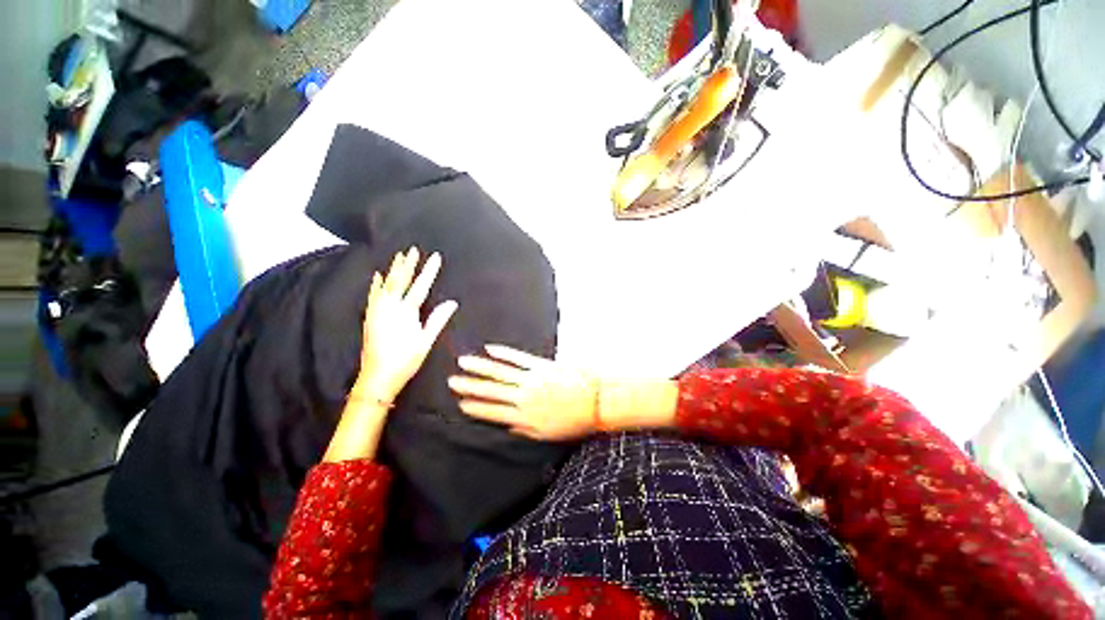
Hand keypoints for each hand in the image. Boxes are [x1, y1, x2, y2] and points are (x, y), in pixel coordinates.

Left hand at [355, 247, 457, 403]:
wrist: (377, 377)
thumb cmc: (405, 360)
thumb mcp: (426, 341)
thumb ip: (437, 319)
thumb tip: (452, 303)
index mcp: (406, 312)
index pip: (420, 286)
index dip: (428, 271)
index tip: (435, 257)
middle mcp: (389, 307)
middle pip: (400, 281)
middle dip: (408, 264)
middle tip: (413, 250)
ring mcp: (377, 311)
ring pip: (385, 285)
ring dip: (393, 269)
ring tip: (398, 256)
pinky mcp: (369, 317)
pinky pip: (373, 295)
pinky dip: (375, 284)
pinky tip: (377, 276)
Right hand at [448, 345, 597, 440]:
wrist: (596, 400)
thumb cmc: (574, 420)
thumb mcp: (548, 434)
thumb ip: (525, 429)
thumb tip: (508, 425)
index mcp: (525, 416)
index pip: (493, 412)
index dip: (475, 407)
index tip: (459, 403)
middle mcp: (524, 396)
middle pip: (491, 390)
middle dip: (470, 385)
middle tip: (452, 380)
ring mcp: (532, 378)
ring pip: (500, 372)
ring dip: (480, 367)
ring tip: (464, 362)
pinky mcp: (542, 365)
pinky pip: (518, 358)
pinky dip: (503, 353)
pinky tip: (490, 349)